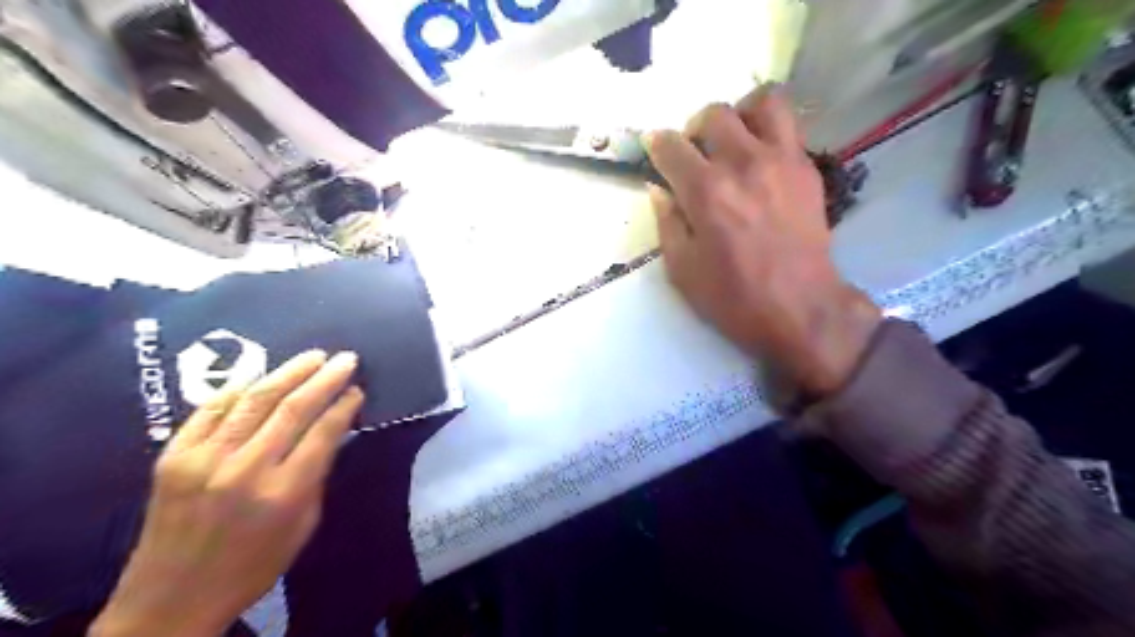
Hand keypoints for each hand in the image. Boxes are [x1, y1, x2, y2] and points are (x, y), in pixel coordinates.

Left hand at [95, 351, 368, 633]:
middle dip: (325, 378)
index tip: (357, 389)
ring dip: (288, 372)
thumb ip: (317, 474)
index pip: (323, 431)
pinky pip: (211, 410)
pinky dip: (239, 388)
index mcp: (284, 492)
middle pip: (293, 407)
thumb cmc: (253, 567)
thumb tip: (332, 431)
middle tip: (346, 358)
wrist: (170, 600)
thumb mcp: (304, 525)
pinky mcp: (173, 456)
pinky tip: (261, 375)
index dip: (344, 405)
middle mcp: (244, 469)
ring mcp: (203, 459)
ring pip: (254, 400)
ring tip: (313, 356)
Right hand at [642, 88, 879, 400]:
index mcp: (706, 192)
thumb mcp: (682, 270)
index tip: (655, 150)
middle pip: (713, 114)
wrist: (801, 309)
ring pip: (762, 102)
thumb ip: (667, 222)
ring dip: (740, 115)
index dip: (657, 145)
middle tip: (694, 154)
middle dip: (694, 128)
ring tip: (734, 141)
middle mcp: (743, 163)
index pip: (671, 146)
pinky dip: (769, 132)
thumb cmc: (734, 298)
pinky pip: (789, 127)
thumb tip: (659, 189)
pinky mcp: (808, 169)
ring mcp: (782, 161)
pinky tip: (760, 161)